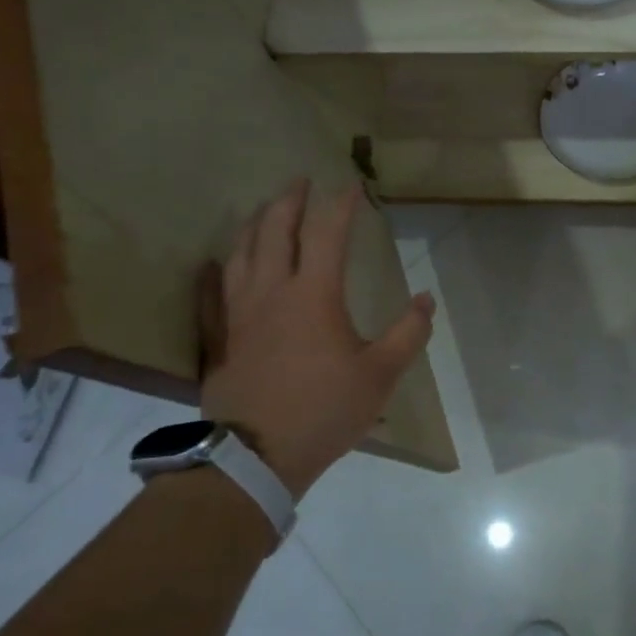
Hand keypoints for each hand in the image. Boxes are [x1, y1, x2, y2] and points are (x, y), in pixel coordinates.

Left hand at [199, 179, 434, 499]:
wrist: (257, 455)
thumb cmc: (325, 410)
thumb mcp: (381, 375)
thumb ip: (408, 333)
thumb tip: (424, 299)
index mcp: (314, 295)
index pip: (327, 233)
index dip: (340, 205)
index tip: (352, 186)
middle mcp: (272, 291)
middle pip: (276, 230)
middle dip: (289, 199)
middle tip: (300, 180)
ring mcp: (239, 312)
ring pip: (241, 252)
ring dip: (255, 223)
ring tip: (264, 209)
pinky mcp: (220, 336)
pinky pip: (211, 292)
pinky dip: (215, 269)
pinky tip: (213, 261)